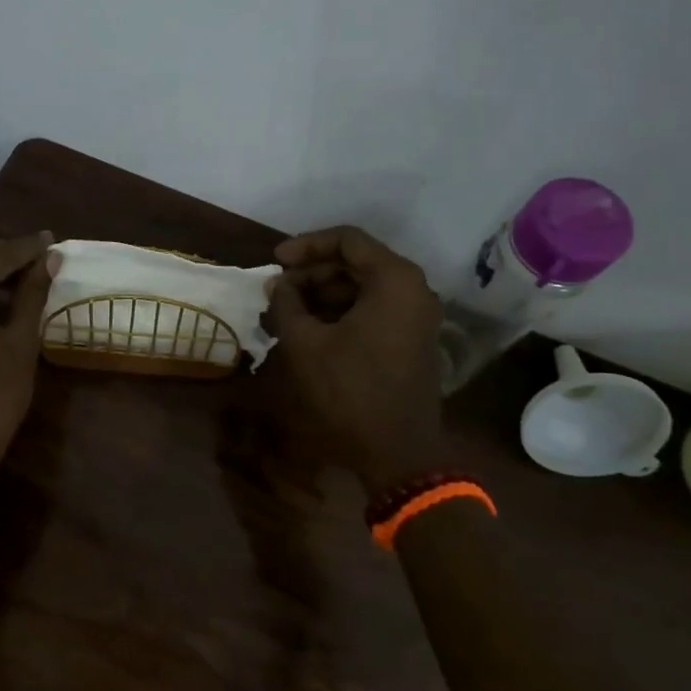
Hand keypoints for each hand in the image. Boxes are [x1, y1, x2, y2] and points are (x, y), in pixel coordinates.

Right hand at [267, 225, 446, 495]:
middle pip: (356, 262)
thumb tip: (277, 284)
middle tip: (276, 291)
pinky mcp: (410, 339)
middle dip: (312, 273)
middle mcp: (413, 289)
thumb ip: (287, 303)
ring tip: (285, 312)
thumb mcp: (306, 343)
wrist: (396, 451)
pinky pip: (373, 309)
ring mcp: (415, 316)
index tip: (274, 261)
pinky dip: (340, 312)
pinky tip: (309, 329)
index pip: (347, 240)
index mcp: (394, 280)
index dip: (306, 246)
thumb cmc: (350, 390)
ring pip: (362, 287)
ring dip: (322, 294)